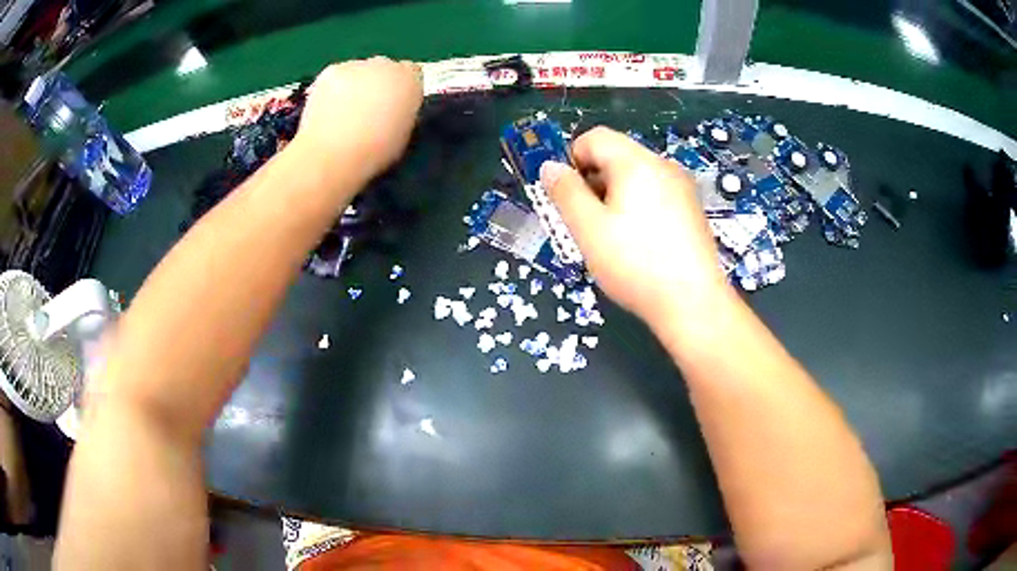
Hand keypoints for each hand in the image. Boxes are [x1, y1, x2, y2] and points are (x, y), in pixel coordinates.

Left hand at [295, 57, 422, 184]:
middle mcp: (387, 64)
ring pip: (357, 71)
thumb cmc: (375, 151)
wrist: (334, 153)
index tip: (394, 106)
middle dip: (377, 83)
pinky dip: (332, 89)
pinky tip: (326, 110)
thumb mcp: (403, 134)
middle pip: (384, 67)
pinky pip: (335, 77)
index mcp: (411, 80)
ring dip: (354, 85)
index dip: (402, 89)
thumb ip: (401, 113)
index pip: (412, 73)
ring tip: (341, 114)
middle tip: (367, 111)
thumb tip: (393, 111)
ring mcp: (356, 65)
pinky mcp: (330, 71)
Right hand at [540, 127, 728, 326]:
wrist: (693, 303)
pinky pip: (655, 194)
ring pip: (636, 177)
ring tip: (612, 237)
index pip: (594, 137)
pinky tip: (639, 243)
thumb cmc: (635, 263)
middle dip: (593, 181)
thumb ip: (565, 192)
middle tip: (586, 222)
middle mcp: (662, 165)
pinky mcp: (691, 209)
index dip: (571, 159)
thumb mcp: (588, 229)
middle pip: (616, 156)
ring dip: (614, 196)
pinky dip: (638, 207)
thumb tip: (549, 166)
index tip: (566, 196)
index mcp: (636, 162)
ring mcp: (681, 187)